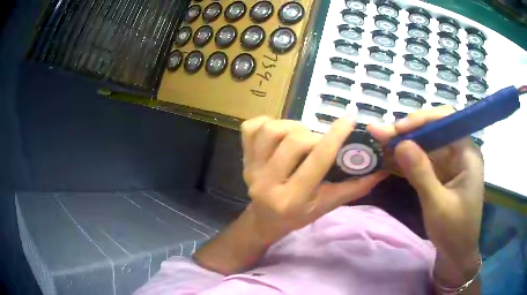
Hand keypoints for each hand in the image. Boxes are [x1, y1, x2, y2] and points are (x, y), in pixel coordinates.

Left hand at [241, 117, 387, 243]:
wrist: (264, 220)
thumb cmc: (297, 216)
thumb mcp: (326, 206)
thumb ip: (353, 188)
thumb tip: (380, 171)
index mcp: (292, 199)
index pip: (317, 161)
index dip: (335, 137)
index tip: (350, 119)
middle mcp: (267, 183)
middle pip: (294, 141)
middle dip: (312, 135)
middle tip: (318, 141)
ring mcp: (251, 169)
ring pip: (271, 130)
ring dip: (291, 126)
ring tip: (299, 136)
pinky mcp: (243, 158)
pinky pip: (250, 128)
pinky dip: (266, 122)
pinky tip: (278, 132)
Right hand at [368, 106, 483, 286]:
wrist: (456, 253)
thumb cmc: (454, 231)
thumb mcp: (437, 204)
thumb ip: (421, 173)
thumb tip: (400, 143)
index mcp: (468, 154)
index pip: (447, 121)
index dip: (422, 119)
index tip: (398, 129)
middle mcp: (460, 152)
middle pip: (434, 130)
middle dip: (408, 131)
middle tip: (380, 134)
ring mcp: (451, 162)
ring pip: (426, 143)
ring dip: (404, 143)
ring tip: (380, 142)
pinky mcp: (442, 173)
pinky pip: (424, 159)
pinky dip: (407, 158)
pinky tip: (390, 157)